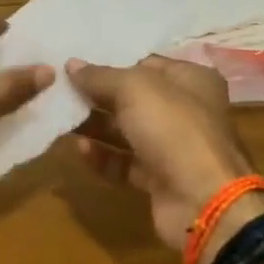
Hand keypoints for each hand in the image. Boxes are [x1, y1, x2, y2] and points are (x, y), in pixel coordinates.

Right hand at [68, 55, 263, 251]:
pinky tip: (80, 150)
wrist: (203, 200)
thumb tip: (71, 65)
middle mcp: (185, 110)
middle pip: (133, 98)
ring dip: (95, 126)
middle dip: (98, 95)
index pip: (145, 63)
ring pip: (127, 131)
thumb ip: (100, 76)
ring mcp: (173, 147)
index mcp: (191, 80)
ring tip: (62, 118)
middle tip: (60, 91)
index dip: (111, 63)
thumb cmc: (173, 129)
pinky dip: (103, 156)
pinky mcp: (160, 178)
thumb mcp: (134, 89)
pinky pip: (125, 162)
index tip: (75, 64)